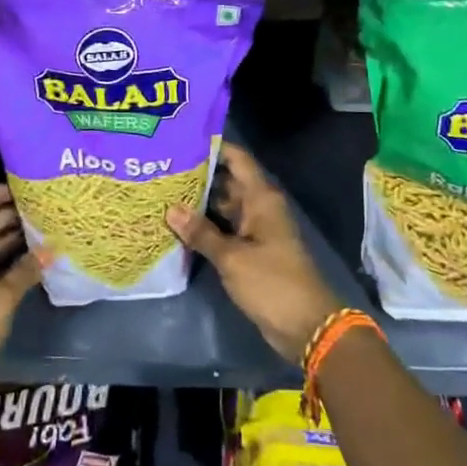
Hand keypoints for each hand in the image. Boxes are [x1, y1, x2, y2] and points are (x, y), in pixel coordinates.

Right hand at [166, 143, 342, 363]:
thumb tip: (170, 209)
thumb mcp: (232, 257)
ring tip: (162, 192)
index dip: (213, 147)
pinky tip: (177, 225)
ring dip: (199, 203)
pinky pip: (225, 230)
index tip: (181, 140)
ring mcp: (255, 230)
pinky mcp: (250, 251)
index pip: (237, 159)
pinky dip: (205, 227)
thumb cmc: (272, 283)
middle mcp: (258, 207)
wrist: (305, 325)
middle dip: (198, 175)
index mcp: (261, 198)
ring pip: (223, 207)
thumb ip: (201, 233)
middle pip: (227, 182)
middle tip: (161, 168)